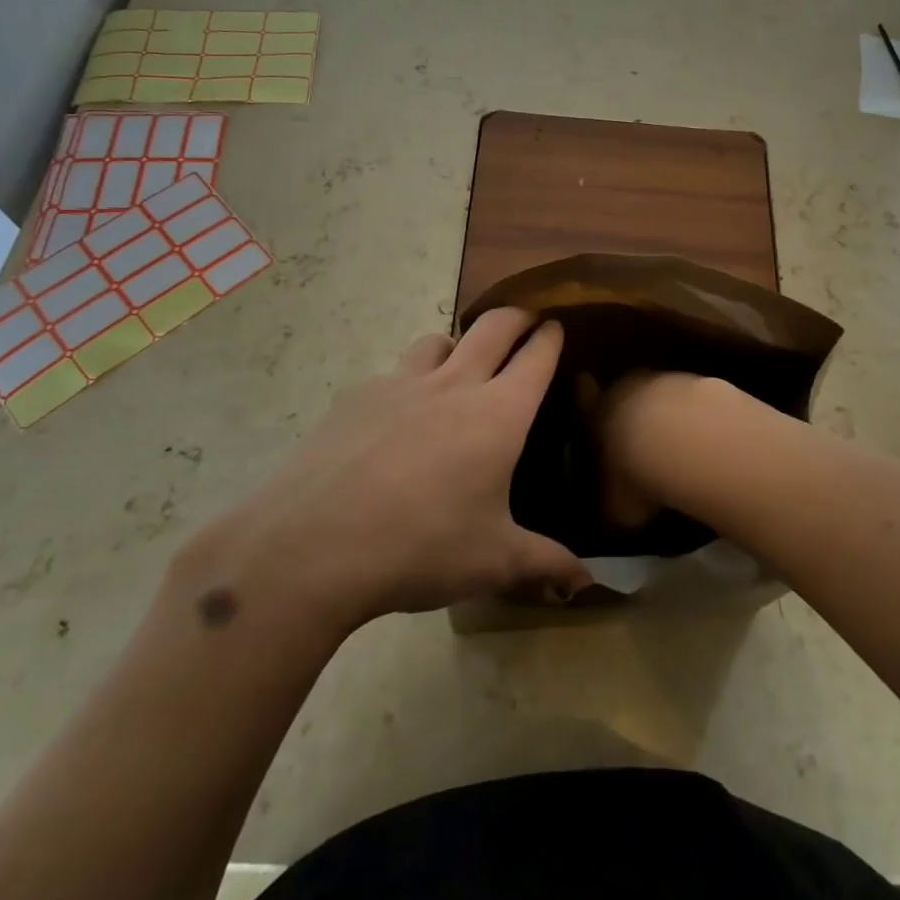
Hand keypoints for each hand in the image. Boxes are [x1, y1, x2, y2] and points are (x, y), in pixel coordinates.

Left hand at [179, 309, 590, 631]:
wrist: (312, 547)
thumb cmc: (421, 548)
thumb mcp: (493, 562)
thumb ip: (546, 564)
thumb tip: (587, 583)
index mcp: (497, 414)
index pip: (535, 357)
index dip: (550, 337)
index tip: (557, 325)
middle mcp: (453, 385)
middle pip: (492, 326)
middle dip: (515, 316)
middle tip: (525, 320)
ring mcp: (399, 386)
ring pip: (437, 341)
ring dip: (457, 344)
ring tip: (458, 365)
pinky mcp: (355, 398)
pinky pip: (391, 375)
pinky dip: (406, 382)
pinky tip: (395, 418)